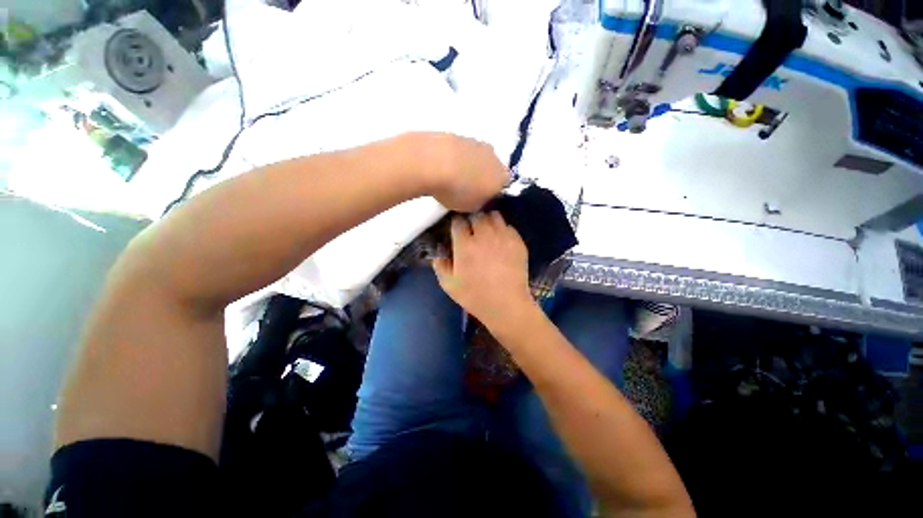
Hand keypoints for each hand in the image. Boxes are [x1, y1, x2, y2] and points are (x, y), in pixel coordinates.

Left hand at [413, 133, 509, 211]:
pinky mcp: (458, 135)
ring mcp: (476, 143)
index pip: (504, 186)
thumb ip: (481, 203)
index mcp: (501, 177)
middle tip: (467, 189)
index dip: (493, 193)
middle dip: (482, 177)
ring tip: (452, 178)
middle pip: (492, 168)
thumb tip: (481, 198)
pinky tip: (443, 166)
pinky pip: (461, 150)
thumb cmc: (457, 191)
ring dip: (469, 166)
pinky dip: (456, 157)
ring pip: (477, 157)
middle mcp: (494, 157)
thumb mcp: (472, 208)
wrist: (433, 163)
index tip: (481, 199)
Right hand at [432, 213, 533, 328]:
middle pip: (476, 214)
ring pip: (494, 216)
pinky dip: (502, 230)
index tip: (457, 229)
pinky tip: (501, 241)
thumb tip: (438, 251)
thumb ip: (440, 264)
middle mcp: (484, 235)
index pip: (458, 221)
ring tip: (487, 232)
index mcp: (465, 245)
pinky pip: (508, 226)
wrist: (506, 305)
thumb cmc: (475, 296)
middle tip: (472, 230)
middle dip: (472, 220)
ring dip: (488, 220)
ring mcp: (503, 237)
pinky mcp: (518, 241)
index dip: (456, 224)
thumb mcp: (449, 284)